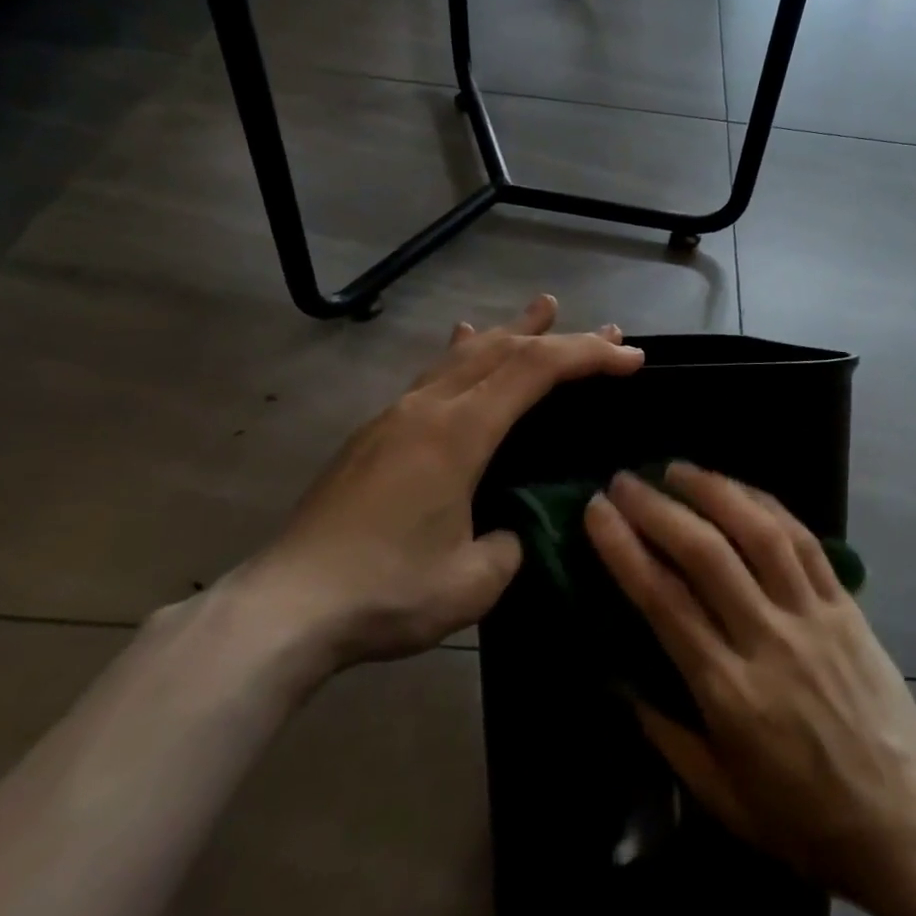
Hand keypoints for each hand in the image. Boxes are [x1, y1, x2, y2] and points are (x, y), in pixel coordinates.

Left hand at [234, 295, 642, 687]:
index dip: (588, 356)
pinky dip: (465, 354)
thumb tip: (510, 527)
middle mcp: (427, 408)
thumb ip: (510, 544)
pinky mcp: (375, 434)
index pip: (535, 371)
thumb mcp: (473, 582)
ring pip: (464, 355)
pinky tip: (463, 344)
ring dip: (511, 332)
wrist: (284, 608)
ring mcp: (395, 416)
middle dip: (559, 337)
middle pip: (503, 350)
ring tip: (541, 308)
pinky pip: (433, 375)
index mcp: (458, 432)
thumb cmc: (386, 593)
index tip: (631, 357)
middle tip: (605, 332)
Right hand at [585, 464, 915, 909]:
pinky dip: (768, 506)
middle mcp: (768, 639)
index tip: (596, 512)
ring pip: (759, 533)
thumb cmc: (802, 818)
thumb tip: (618, 676)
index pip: (664, 600)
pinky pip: (805, 541)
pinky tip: (740, 490)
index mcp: (729, 691)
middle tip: (624, 482)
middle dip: (657, 508)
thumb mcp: (719, 795)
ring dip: (713, 491)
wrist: (903, 821)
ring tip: (676, 469)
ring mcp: (813, 615)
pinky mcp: (846, 605)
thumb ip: (665, 731)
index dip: (624, 548)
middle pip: (705, 554)